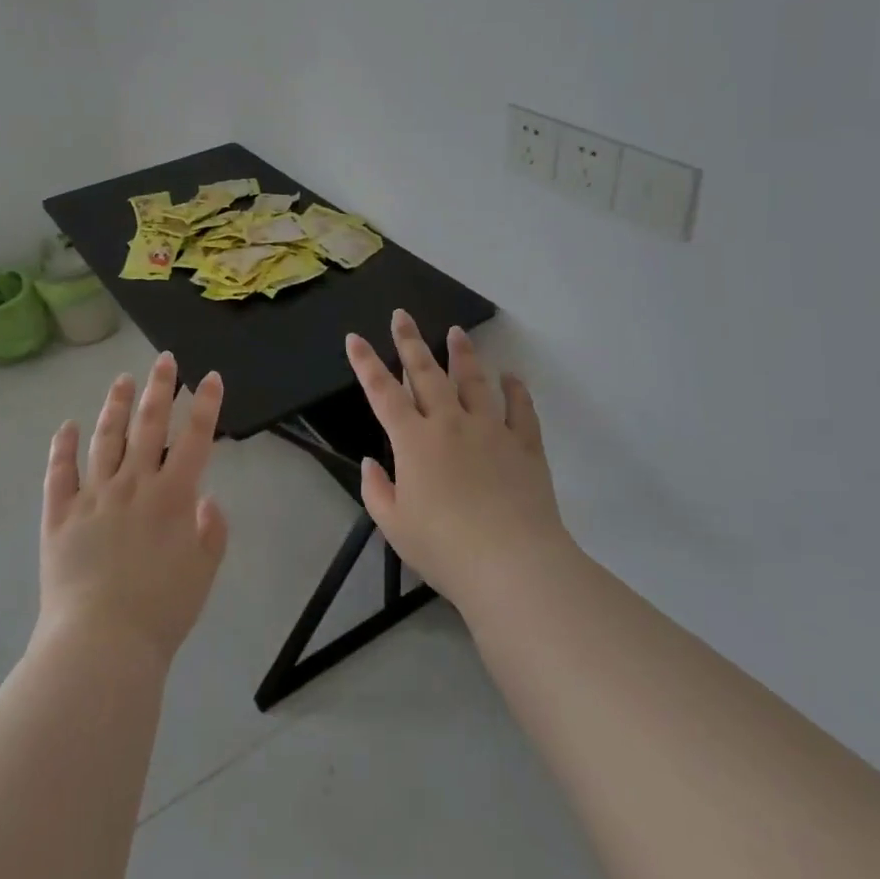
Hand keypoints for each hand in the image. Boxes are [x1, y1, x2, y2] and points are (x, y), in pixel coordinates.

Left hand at [35, 353, 230, 667]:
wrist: (101, 644)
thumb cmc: (161, 612)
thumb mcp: (203, 574)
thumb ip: (211, 532)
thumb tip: (206, 497)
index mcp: (173, 497)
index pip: (195, 438)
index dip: (206, 405)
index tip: (210, 376)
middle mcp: (133, 485)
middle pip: (149, 425)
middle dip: (160, 388)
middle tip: (164, 360)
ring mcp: (93, 496)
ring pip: (106, 438)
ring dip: (116, 406)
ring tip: (122, 380)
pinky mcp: (60, 514)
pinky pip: (60, 473)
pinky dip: (63, 447)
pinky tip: (67, 426)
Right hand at [347, 311, 573, 613]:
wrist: (512, 564)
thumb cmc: (445, 547)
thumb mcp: (394, 526)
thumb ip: (377, 490)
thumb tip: (371, 463)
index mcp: (414, 440)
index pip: (383, 392)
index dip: (366, 363)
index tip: (355, 338)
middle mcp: (449, 423)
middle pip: (426, 373)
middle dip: (410, 342)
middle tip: (402, 314)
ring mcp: (490, 430)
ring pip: (473, 381)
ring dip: (462, 354)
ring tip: (457, 331)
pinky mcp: (524, 445)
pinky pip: (520, 409)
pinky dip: (515, 390)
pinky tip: (511, 376)